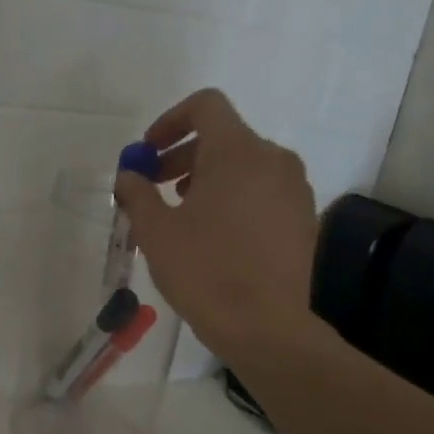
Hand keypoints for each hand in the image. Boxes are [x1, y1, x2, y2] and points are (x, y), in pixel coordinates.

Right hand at [114, 89, 318, 362]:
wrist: (265, 327)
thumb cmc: (205, 272)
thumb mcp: (156, 231)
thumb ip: (137, 193)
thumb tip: (129, 175)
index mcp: (238, 151)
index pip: (206, 106)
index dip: (171, 120)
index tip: (149, 152)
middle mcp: (273, 159)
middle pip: (223, 137)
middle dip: (183, 156)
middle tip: (155, 188)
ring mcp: (294, 189)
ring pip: (244, 165)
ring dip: (208, 178)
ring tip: (182, 216)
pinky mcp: (303, 218)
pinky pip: (263, 191)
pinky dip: (234, 197)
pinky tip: (214, 236)